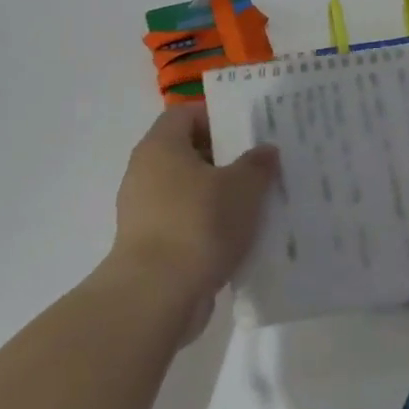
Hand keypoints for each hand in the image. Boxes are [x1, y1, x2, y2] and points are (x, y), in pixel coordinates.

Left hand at [99, 105, 277, 335]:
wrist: (156, 294)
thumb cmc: (199, 224)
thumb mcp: (243, 188)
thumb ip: (257, 164)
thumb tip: (265, 150)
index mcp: (161, 146)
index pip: (185, 114)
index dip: (217, 117)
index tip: (248, 132)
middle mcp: (145, 172)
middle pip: (187, 152)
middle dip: (224, 158)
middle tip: (260, 167)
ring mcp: (143, 210)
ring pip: (187, 190)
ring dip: (218, 195)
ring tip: (256, 204)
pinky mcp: (148, 244)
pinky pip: (183, 222)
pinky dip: (207, 225)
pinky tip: (237, 238)